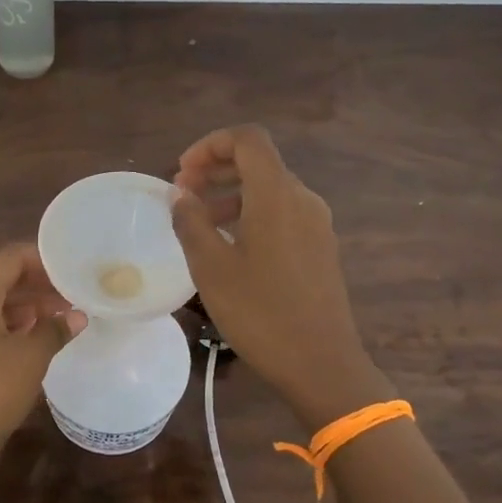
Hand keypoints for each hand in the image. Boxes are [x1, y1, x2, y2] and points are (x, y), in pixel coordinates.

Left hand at [0, 244, 82, 489]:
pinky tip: (47, 340)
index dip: (45, 259)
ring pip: (2, 305)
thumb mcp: (30, 357)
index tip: (76, 268)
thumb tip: (77, 316)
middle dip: (43, 284)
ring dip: (34, 307)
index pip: (12, 258)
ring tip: (70, 316)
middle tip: (79, 293)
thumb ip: (55, 329)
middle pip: (6, 279)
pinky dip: (21, 328)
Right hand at [171, 126, 386, 423]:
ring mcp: (316, 224)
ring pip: (269, 190)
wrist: (321, 363)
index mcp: (277, 194)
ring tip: (199, 222)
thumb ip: (191, 222)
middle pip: (259, 163)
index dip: (210, 145)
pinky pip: (282, 214)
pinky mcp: (320, 248)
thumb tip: (180, 194)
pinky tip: (229, 246)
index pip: (247, 140)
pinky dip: (251, 215)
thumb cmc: (260, 312)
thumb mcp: (211, 268)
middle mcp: (302, 199)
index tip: (182, 173)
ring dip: (230, 194)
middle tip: (182, 195)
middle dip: (216, 170)